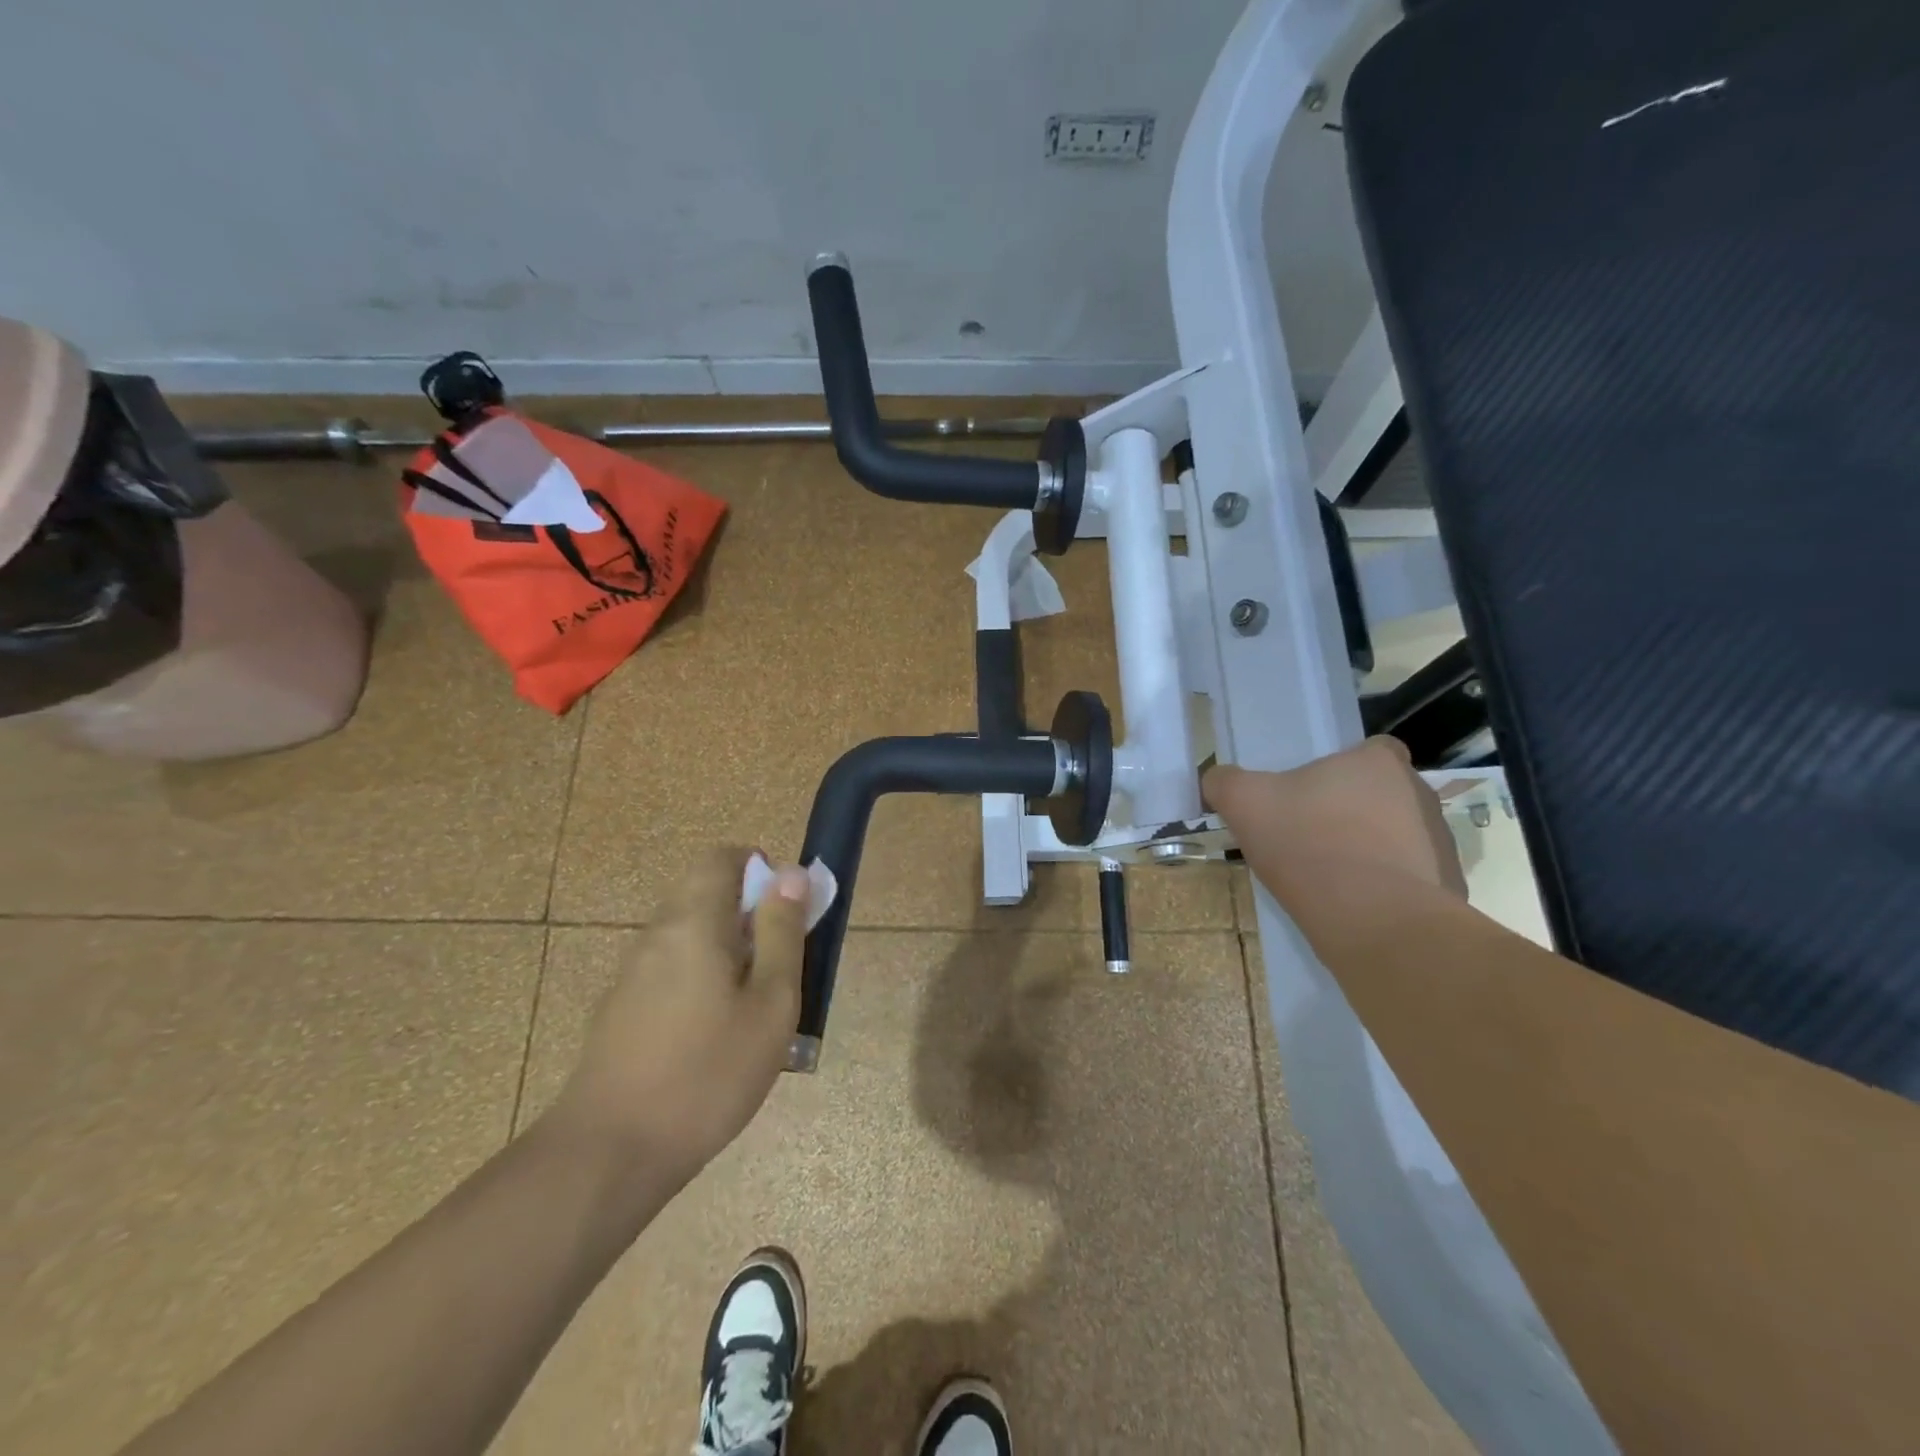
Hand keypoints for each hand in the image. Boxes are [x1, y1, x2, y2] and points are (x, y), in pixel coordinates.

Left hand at [552, 847, 809, 1179]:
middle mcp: (657, 933)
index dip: (761, 871)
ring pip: (690, 934)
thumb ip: (782, 931)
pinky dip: (700, 979)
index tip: (786, 914)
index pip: (722, 857)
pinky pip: (671, 968)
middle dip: (749, 916)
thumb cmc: (707, 1072)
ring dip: (726, 951)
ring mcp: (632, 971)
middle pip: (706, 894)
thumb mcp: (771, 1001)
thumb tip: (791, 872)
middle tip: (777, 968)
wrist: (610, 1152)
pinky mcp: (620, 1007)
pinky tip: (712, 1038)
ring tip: (751, 1010)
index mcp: (694, 921)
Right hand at [1204, 736, 1466, 895]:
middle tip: (1312, 837)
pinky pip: (1411, 878)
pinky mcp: (1449, 886)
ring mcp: (1440, 841)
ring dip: (1372, 849)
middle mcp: (1419, 792)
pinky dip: (1387, 887)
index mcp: (1378, 762)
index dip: (1342, 769)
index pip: (1372, 750)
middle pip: (1382, 793)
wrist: (1372, 920)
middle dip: (1353, 811)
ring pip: (1398, 835)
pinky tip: (1355, 906)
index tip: (1313, 794)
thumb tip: (1217, 779)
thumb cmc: (1307, 844)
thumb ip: (1225, 782)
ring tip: (1332, 877)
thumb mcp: (1244, 803)